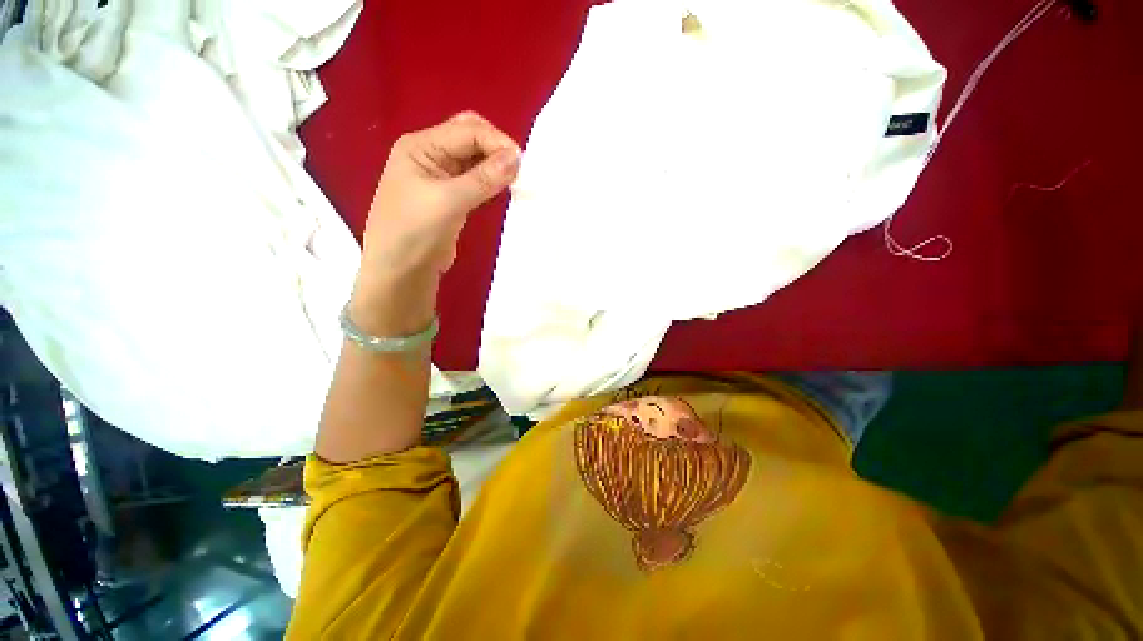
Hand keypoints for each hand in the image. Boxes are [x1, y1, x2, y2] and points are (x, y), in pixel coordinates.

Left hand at [351, 112, 520, 334]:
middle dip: (496, 148)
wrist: (401, 271)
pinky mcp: (451, 196)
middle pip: (470, 137)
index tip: (522, 164)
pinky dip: (491, 181)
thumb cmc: (415, 232)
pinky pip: (475, 180)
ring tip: (516, 180)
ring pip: (475, 159)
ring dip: (496, 166)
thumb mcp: (449, 201)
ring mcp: (440, 176)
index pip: (466, 130)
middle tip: (519, 169)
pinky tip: (503, 189)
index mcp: (421, 146)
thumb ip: (483, 178)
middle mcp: (430, 154)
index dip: (497, 142)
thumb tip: (517, 158)